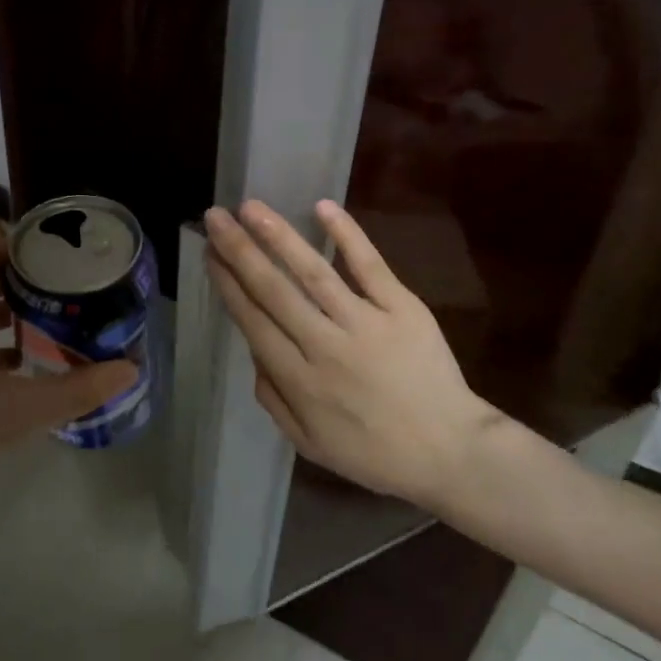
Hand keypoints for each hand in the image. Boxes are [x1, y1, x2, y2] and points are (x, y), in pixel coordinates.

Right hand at [204, 199, 508, 510]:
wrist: (451, 453)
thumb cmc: (375, 453)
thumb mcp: (310, 445)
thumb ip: (274, 399)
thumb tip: (253, 352)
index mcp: (299, 381)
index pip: (253, 321)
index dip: (228, 284)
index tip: (210, 253)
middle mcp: (325, 346)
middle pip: (273, 290)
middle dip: (239, 250)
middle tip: (215, 217)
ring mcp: (366, 323)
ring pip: (313, 272)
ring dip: (279, 236)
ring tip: (251, 207)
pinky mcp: (402, 308)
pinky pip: (370, 266)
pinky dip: (347, 235)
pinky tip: (322, 207)